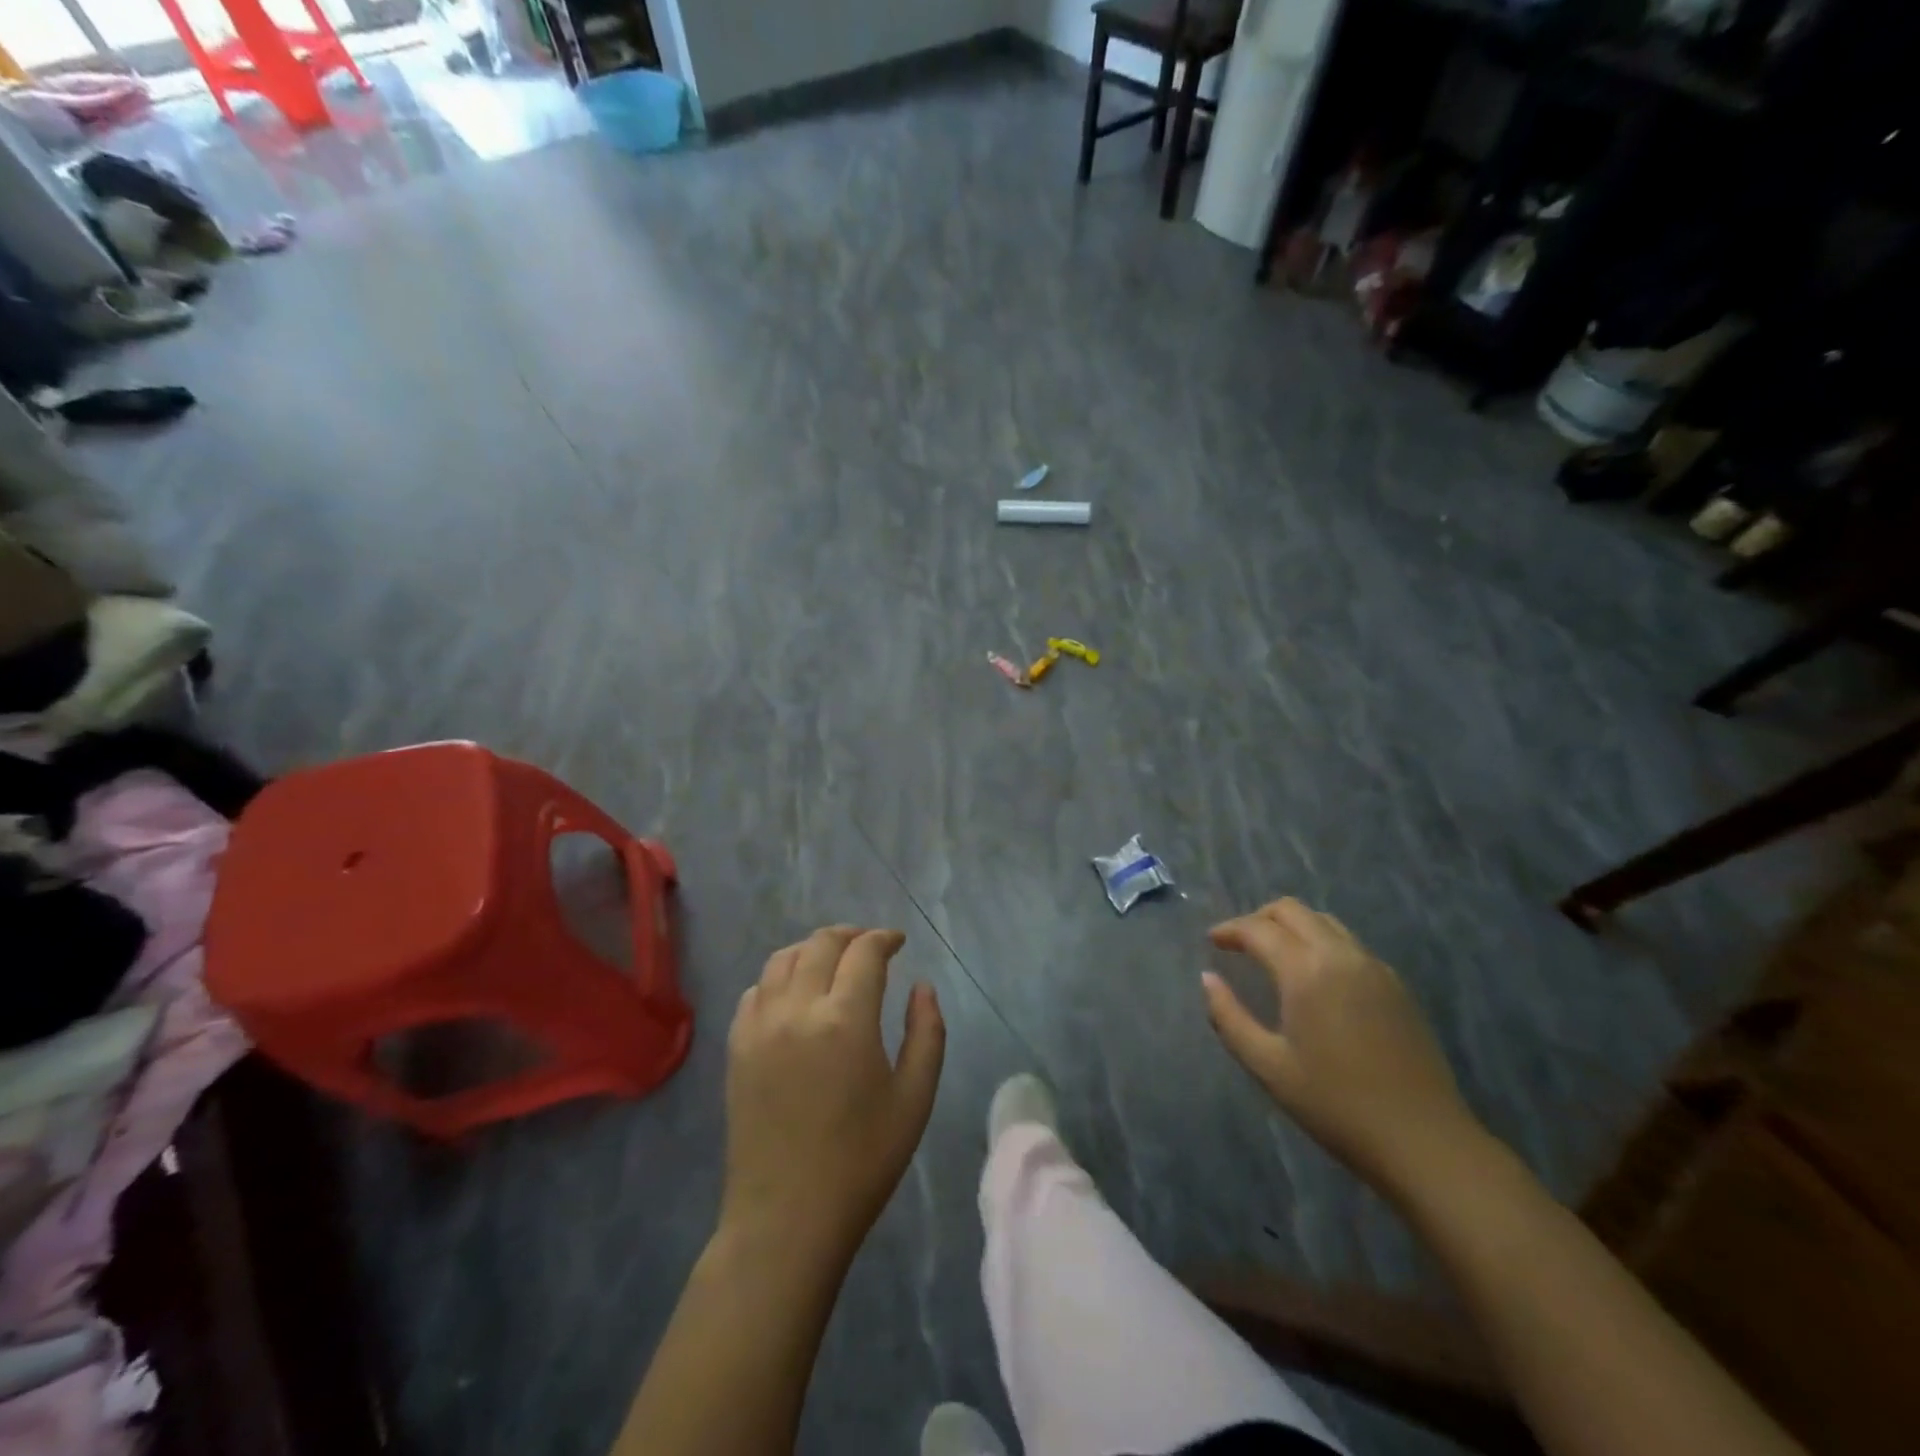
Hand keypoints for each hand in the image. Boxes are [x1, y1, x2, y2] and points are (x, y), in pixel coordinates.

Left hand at [722, 926, 945, 1261]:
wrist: (787, 1218)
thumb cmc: (862, 1161)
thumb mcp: (915, 1099)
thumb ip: (927, 1032)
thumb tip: (921, 987)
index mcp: (845, 1019)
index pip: (864, 952)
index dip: (884, 938)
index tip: (898, 942)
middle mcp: (797, 1009)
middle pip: (821, 944)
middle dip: (850, 935)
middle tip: (870, 946)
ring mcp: (760, 1026)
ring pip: (783, 959)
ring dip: (812, 949)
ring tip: (832, 961)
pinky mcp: (736, 1047)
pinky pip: (756, 990)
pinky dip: (779, 977)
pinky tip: (794, 994)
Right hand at [1202, 898, 1483, 1199]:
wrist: (1424, 1141)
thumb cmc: (1335, 1105)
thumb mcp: (1268, 1066)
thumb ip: (1228, 1017)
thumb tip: (1208, 979)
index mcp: (1306, 971)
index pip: (1258, 929)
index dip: (1230, 930)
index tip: (1212, 941)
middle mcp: (1341, 955)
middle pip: (1293, 911)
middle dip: (1259, 918)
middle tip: (1239, 943)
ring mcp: (1374, 968)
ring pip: (1325, 922)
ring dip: (1292, 926)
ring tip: (1273, 954)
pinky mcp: (1396, 986)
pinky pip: (1349, 945)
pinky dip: (1320, 943)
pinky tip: (1314, 977)